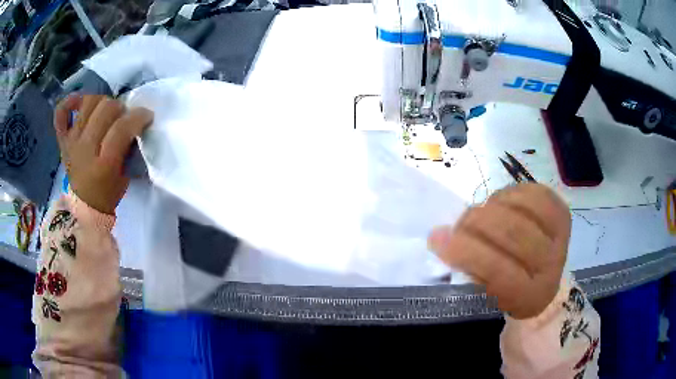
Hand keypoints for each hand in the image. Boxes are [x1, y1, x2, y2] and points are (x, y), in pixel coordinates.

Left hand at [54, 95, 152, 214]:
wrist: (84, 207)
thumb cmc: (108, 194)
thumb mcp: (125, 175)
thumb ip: (129, 148)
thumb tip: (135, 123)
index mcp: (104, 164)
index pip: (122, 127)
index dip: (138, 116)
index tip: (147, 117)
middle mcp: (85, 148)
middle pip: (106, 109)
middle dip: (121, 108)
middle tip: (125, 117)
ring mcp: (72, 141)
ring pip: (89, 103)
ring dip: (103, 102)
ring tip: (107, 112)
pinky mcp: (63, 139)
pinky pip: (61, 113)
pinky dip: (70, 102)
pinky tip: (80, 103)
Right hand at [428, 184, 570, 318]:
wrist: (544, 278)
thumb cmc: (509, 291)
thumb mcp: (487, 295)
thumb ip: (468, 270)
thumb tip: (442, 237)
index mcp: (529, 296)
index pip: (498, 270)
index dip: (466, 252)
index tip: (437, 239)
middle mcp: (551, 266)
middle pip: (512, 233)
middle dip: (476, 222)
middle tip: (459, 223)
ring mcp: (560, 236)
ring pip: (521, 209)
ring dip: (492, 206)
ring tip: (483, 214)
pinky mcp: (562, 212)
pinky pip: (533, 192)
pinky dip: (511, 194)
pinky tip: (503, 204)